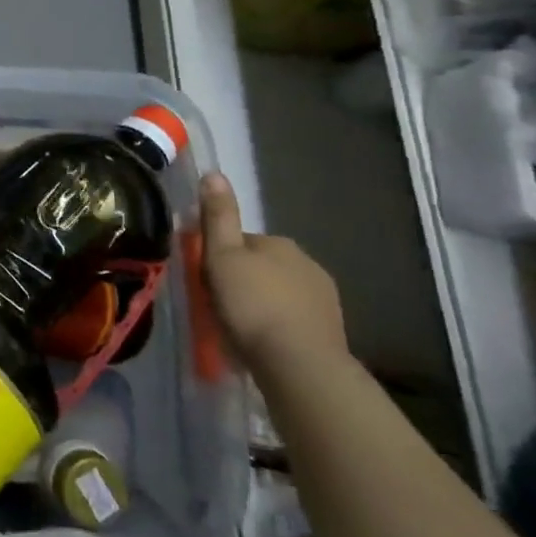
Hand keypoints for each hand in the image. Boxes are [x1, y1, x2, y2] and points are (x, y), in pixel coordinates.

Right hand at [199, 172, 348, 380]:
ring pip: (279, 292)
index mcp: (279, 243)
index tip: (204, 278)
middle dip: (243, 280)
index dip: (219, 257)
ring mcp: (324, 298)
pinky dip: (278, 325)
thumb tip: (214, 172)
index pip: (240, 241)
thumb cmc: (251, 305)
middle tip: (218, 305)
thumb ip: (218, 216)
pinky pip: (294, 319)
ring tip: (240, 328)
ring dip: (261, 303)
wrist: (299, 364)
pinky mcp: (331, 330)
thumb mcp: (221, 256)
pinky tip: (264, 342)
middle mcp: (307, 263)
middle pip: (261, 266)